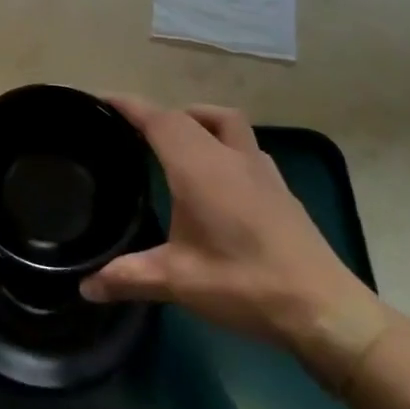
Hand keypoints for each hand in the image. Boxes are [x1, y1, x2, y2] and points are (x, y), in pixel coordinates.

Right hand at [81, 95, 387, 386]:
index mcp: (198, 167)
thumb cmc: (245, 285)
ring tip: (175, 141)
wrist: (324, 309)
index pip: (158, 120)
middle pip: (187, 116)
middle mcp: (228, 156)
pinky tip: (218, 175)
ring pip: (224, 122)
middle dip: (156, 115)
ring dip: (196, 120)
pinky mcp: (280, 188)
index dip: (129, 106)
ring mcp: (260, 169)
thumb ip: (128, 277)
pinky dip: (222, 143)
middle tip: (130, 129)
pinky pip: (244, 145)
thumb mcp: (178, 282)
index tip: (103, 99)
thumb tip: (86, 287)